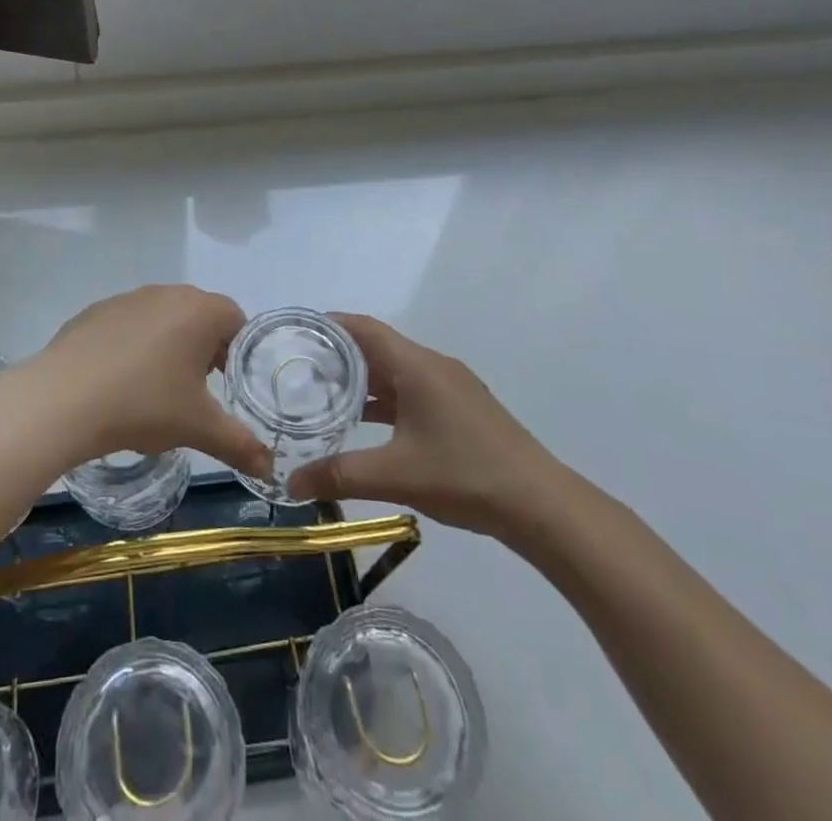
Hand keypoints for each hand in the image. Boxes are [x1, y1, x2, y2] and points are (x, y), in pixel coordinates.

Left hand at [20, 285, 272, 477]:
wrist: (65, 397)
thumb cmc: (145, 404)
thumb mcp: (198, 428)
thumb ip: (240, 445)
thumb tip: (270, 470)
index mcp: (200, 311)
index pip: (235, 319)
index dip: (236, 351)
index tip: (224, 384)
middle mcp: (167, 294)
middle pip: (199, 315)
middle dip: (202, 348)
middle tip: (193, 390)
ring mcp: (128, 299)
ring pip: (162, 318)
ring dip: (167, 345)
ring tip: (154, 389)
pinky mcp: (96, 311)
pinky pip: (127, 324)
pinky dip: (131, 346)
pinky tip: (118, 381)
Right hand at [287, 314, 567, 545]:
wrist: (541, 505)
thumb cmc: (465, 475)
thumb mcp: (395, 475)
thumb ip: (339, 474)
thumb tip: (291, 482)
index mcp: (417, 366)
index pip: (364, 328)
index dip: (330, 325)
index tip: (296, 334)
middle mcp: (433, 366)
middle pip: (378, 348)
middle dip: (339, 356)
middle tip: (299, 370)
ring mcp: (451, 388)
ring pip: (396, 372)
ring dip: (363, 381)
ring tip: (323, 395)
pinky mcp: (462, 410)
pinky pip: (413, 391)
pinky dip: (385, 399)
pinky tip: (367, 424)